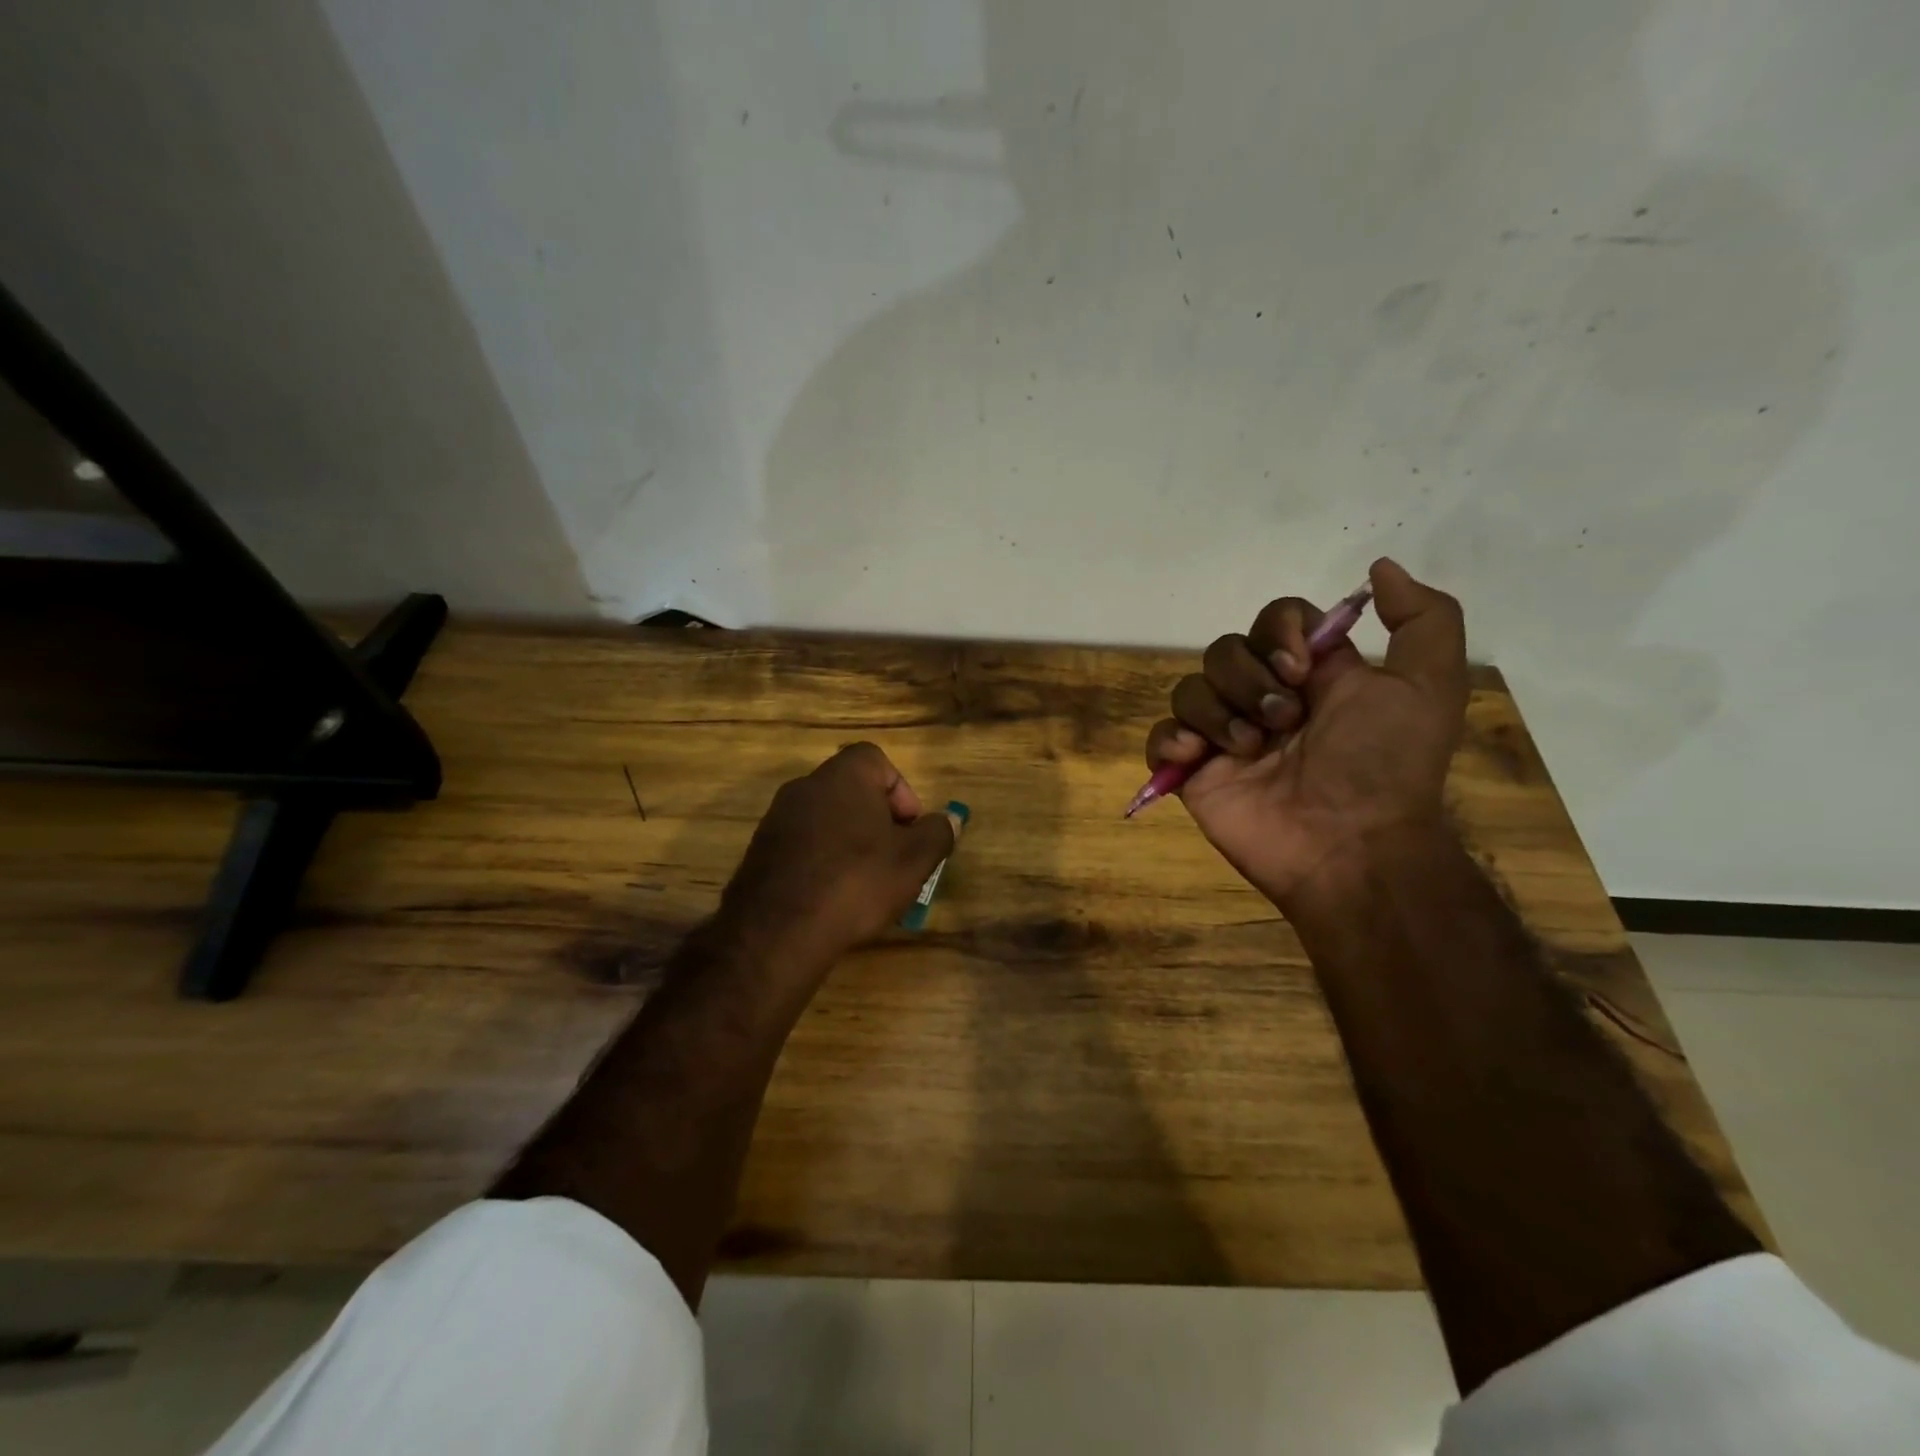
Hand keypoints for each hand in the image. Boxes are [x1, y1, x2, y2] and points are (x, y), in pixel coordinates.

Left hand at [717, 743, 956, 976]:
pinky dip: (822, 861)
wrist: (778, 931)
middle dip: (879, 821)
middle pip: (852, 790)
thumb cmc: (856, 882)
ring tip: (866, 884)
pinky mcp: (760, 851)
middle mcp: (805, 786)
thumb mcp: (913, 860)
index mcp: (843, 776)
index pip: (876, 760)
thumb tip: (950, 819)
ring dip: (850, 842)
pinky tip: (832, 897)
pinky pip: (803, 845)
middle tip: (894, 858)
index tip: (909, 829)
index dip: (900, 791)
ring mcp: (777, 818)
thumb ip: (937, 833)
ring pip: (827, 819)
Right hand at [1144, 558, 1467, 911]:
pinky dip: (1172, 740)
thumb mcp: (1430, 686)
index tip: (1301, 669)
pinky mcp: (1194, 772)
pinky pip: (1162, 736)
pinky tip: (1199, 756)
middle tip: (1283, 722)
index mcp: (1311, 675)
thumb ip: (1423, 619)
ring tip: (1250, 751)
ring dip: (1219, 713)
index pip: (1274, 619)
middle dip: (1250, 680)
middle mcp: (1263, 698)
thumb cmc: (1384, 765)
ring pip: (1189, 688)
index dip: (1278, 632)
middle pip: (1224, 650)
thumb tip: (1380, 567)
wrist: (1349, 846)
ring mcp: (1225, 736)